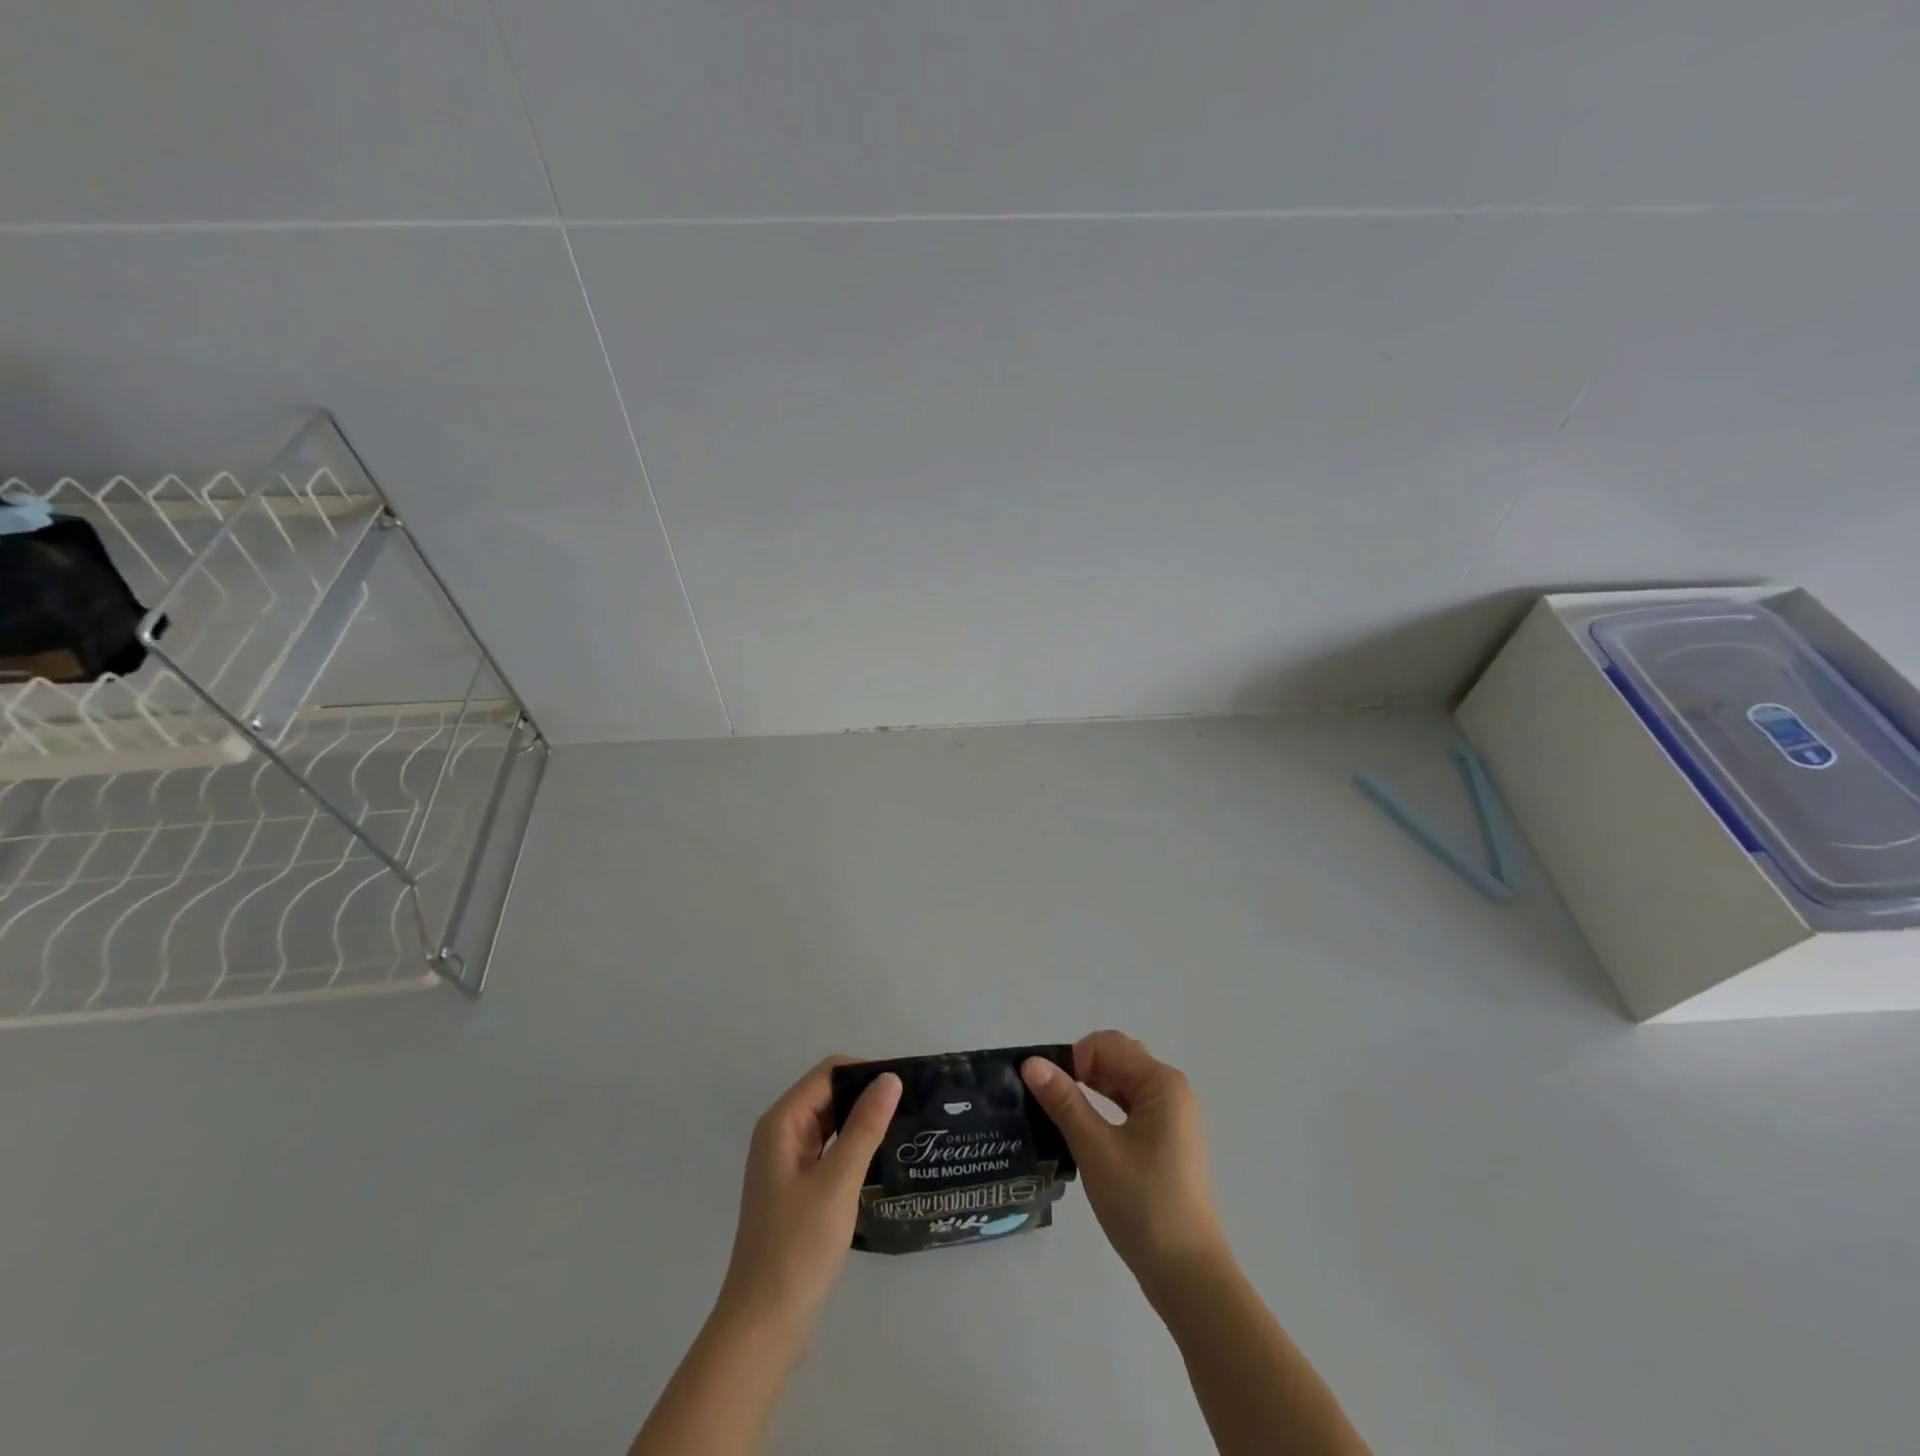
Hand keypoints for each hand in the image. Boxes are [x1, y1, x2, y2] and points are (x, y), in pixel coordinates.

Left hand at [716, 1057, 902, 1339]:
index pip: (828, 1073)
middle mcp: (781, 1135)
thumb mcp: (837, 1181)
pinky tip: (882, 1160)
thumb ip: (865, 1127)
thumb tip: (889, 1078)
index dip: (865, 1072)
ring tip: (905, 1128)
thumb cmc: (798, 1247)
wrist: (764, 1326)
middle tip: (912, 1106)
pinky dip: (853, 1149)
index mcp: (782, 1123)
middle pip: (829, 1095)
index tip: (905, 1085)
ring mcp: (787, 1164)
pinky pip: (829, 1152)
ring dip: (862, 1123)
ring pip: (831, 1124)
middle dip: (866, 1096)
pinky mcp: (797, 1191)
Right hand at [1022, 1031, 1226, 1291]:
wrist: (1187, 1275)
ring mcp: (1172, 1118)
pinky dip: (1105, 1109)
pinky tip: (1084, 1131)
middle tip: (1051, 1102)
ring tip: (1060, 1115)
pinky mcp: (1166, 1142)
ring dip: (1091, 1090)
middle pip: (1118, 1059)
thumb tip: (1031, 1063)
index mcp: (1161, 1083)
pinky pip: (1130, 1108)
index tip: (1049, 1090)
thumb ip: (1064, 1101)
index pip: (1108, 1044)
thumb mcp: (1095, 1148)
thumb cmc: (1142, 1204)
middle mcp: (1171, 1091)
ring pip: (1122, 1084)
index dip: (1074, 1058)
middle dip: (1081, 1070)